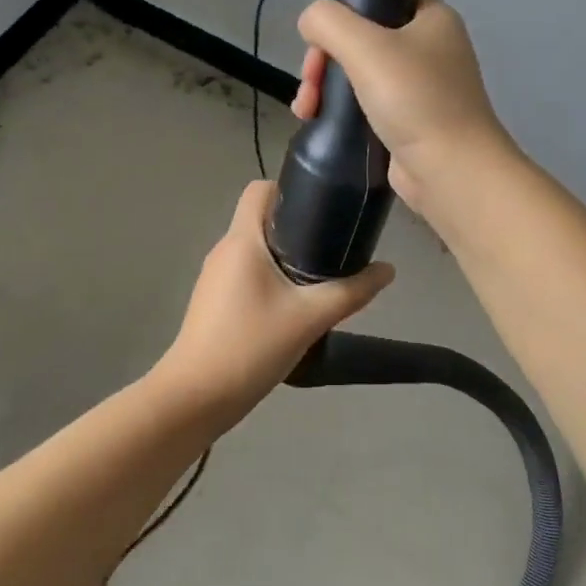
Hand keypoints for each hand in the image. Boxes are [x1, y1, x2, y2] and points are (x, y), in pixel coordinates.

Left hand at [155, 181, 393, 429]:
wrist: (196, 396)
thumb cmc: (251, 346)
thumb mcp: (310, 318)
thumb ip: (352, 292)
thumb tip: (388, 270)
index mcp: (242, 240)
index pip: (260, 189)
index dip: (291, 191)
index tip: (323, 210)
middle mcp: (224, 250)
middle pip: (261, 220)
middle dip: (298, 228)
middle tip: (333, 248)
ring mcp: (215, 277)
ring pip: (255, 251)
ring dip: (285, 257)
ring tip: (319, 279)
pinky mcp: (214, 302)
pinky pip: (246, 275)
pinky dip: (270, 279)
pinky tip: (293, 307)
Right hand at [292, 0, 513, 211]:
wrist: (449, 169)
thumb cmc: (414, 98)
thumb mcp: (365, 46)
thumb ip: (329, 22)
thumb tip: (309, 22)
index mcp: (432, 18)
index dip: (346, 11)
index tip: (321, 40)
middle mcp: (429, 49)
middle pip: (362, 39)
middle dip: (325, 59)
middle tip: (310, 84)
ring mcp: (420, 88)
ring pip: (359, 74)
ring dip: (325, 87)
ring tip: (306, 110)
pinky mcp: (408, 122)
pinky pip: (365, 105)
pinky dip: (340, 111)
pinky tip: (318, 121)